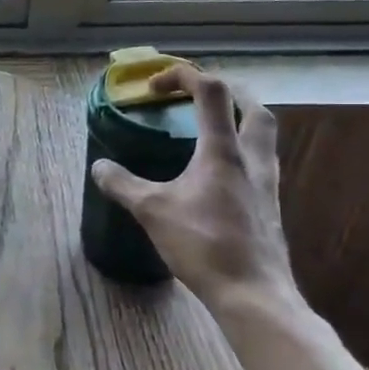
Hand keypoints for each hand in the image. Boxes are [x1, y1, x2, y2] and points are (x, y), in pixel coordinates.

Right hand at [90, 66, 300, 319]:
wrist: (253, 294)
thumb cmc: (203, 245)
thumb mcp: (151, 211)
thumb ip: (122, 184)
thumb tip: (99, 166)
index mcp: (223, 152)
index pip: (211, 92)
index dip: (183, 75)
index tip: (154, 86)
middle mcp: (252, 160)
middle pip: (255, 109)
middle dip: (229, 93)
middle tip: (199, 96)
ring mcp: (267, 185)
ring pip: (263, 138)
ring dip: (240, 122)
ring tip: (209, 130)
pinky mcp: (269, 208)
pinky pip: (259, 165)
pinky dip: (240, 154)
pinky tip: (217, 175)